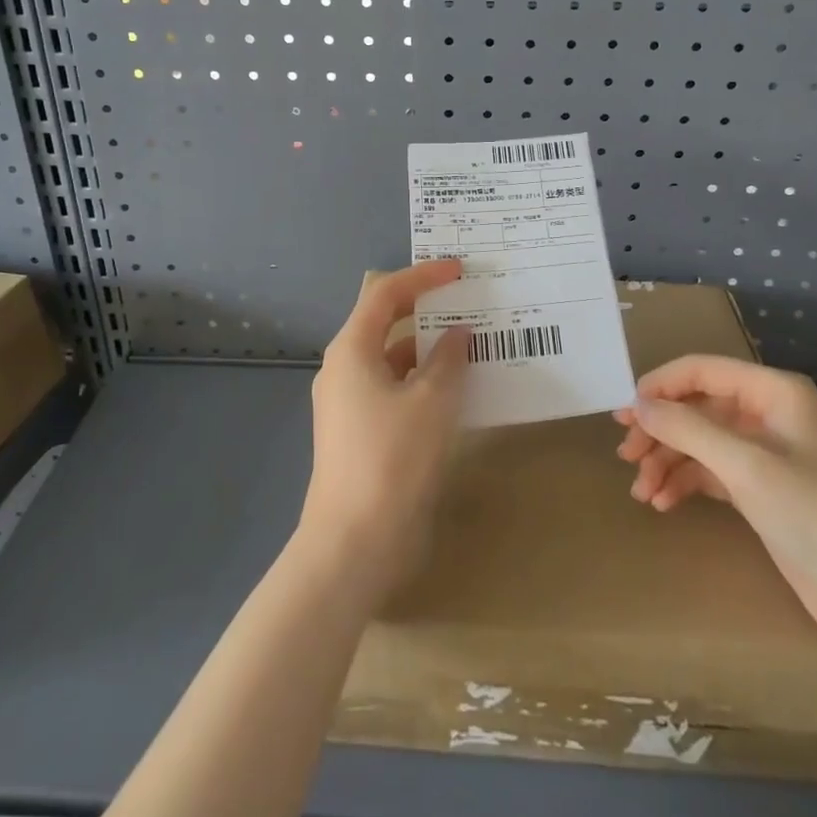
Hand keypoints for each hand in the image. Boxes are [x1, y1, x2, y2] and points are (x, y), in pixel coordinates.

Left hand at [297, 260, 470, 599]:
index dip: (422, 276)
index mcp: (352, 350)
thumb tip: (458, 333)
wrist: (353, 545)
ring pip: (392, 358)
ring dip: (428, 348)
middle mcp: (344, 368)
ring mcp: (349, 401)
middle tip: (467, 301)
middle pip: (385, 321)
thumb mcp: (431, 403)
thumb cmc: (392, 461)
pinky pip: (394, 388)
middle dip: (426, 309)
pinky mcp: (360, 431)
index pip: (385, 293)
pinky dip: (423, 380)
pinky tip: (457, 390)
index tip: (460, 271)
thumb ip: (448, 360)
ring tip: (472, 343)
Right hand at [614, 356, 816, 655]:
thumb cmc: (816, 517)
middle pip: (699, 407)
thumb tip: (639, 404)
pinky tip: (663, 503)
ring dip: (669, 462)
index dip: (660, 386)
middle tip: (625, 454)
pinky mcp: (766, 492)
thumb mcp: (746, 466)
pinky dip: (687, 483)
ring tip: (640, 490)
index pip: (702, 370)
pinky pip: (714, 473)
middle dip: (661, 430)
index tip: (626, 413)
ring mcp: (769, 455)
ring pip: (702, 442)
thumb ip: (688, 428)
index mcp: (775, 392)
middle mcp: (770, 415)